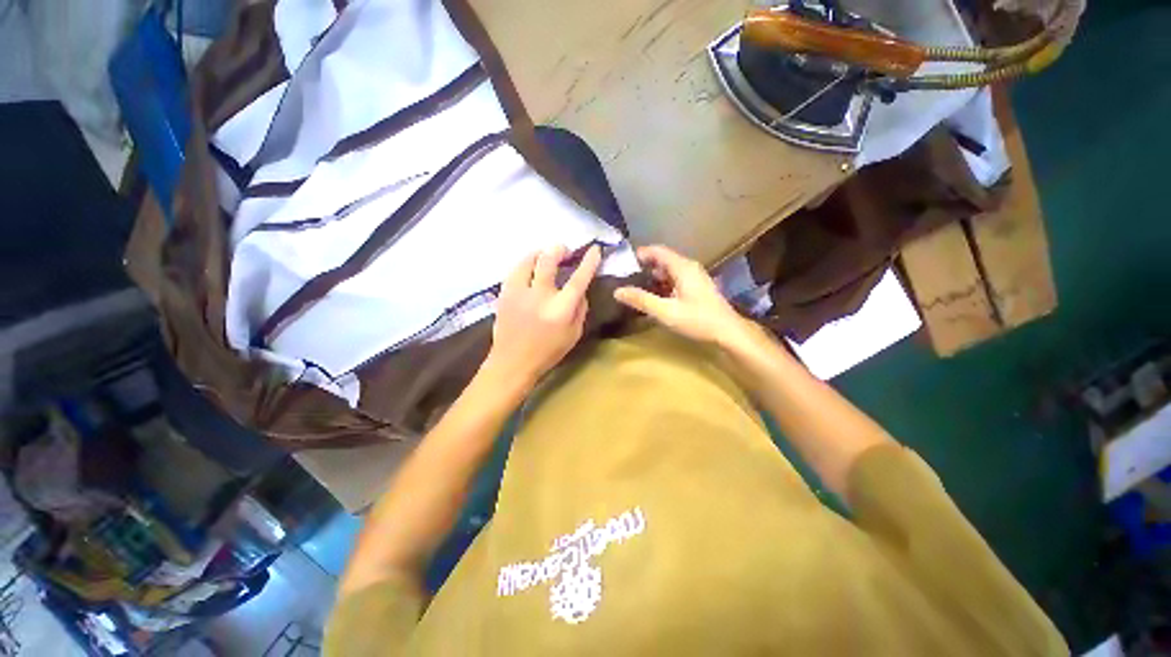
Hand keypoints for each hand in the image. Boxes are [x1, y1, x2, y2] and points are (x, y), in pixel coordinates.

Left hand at [485, 245, 601, 386]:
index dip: (589, 262)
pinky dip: (526, 264)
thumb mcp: (574, 334)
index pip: (578, 279)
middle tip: (564, 250)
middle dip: (559, 249)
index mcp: (560, 310)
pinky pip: (515, 269)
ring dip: (540, 253)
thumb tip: (581, 289)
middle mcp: (540, 296)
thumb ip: (580, 309)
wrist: (512, 362)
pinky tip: (530, 268)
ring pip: (528, 260)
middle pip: (548, 260)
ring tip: (546, 255)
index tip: (594, 249)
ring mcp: (519, 293)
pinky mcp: (504, 293)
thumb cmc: (548, 351)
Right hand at [614, 245, 752, 347]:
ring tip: (636, 287)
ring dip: (653, 277)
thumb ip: (641, 300)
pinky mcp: (697, 288)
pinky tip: (655, 297)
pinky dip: (663, 285)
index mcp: (682, 267)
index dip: (640, 254)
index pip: (657, 251)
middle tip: (626, 277)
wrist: (728, 332)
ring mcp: (695, 277)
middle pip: (663, 260)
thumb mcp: (666, 312)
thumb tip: (617, 291)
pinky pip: (676, 280)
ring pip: (669, 271)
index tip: (623, 262)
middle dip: (644, 267)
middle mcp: (689, 268)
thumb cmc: (697, 320)